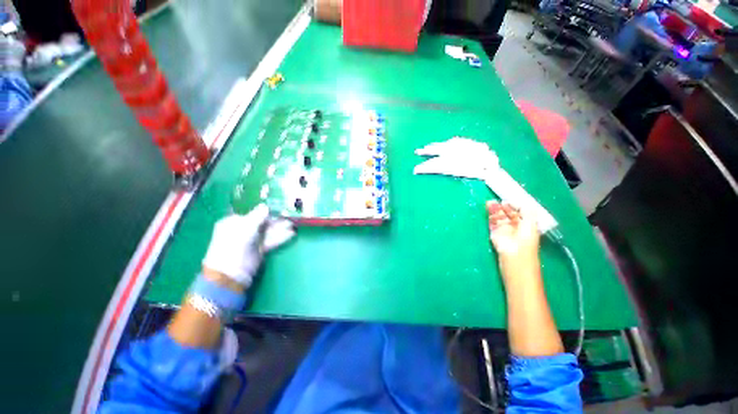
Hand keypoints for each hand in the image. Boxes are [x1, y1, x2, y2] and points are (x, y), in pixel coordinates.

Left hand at [202, 204, 294, 288]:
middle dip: (276, 221)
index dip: (266, 212)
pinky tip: (291, 234)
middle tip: (289, 218)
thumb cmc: (236, 243)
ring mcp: (251, 241)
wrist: (232, 271)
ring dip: (280, 229)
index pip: (253, 214)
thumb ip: (258, 216)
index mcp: (234, 222)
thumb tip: (266, 206)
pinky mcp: (259, 250)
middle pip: (262, 223)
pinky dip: (281, 238)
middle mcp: (243, 230)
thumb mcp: (247, 226)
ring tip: (293, 226)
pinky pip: (271, 241)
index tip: (279, 210)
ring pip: (268, 232)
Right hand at [486, 201, 539, 269]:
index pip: (520, 212)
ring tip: (489, 202)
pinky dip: (490, 216)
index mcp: (527, 225)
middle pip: (508, 214)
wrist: (514, 259)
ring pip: (499, 218)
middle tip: (496, 199)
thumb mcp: (531, 224)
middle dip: (503, 206)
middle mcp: (516, 228)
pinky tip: (488, 208)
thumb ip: (527, 212)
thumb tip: (522, 202)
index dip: (514, 205)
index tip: (507, 198)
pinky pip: (492, 223)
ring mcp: (504, 231)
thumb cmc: (525, 242)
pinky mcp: (495, 235)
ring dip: (494, 210)